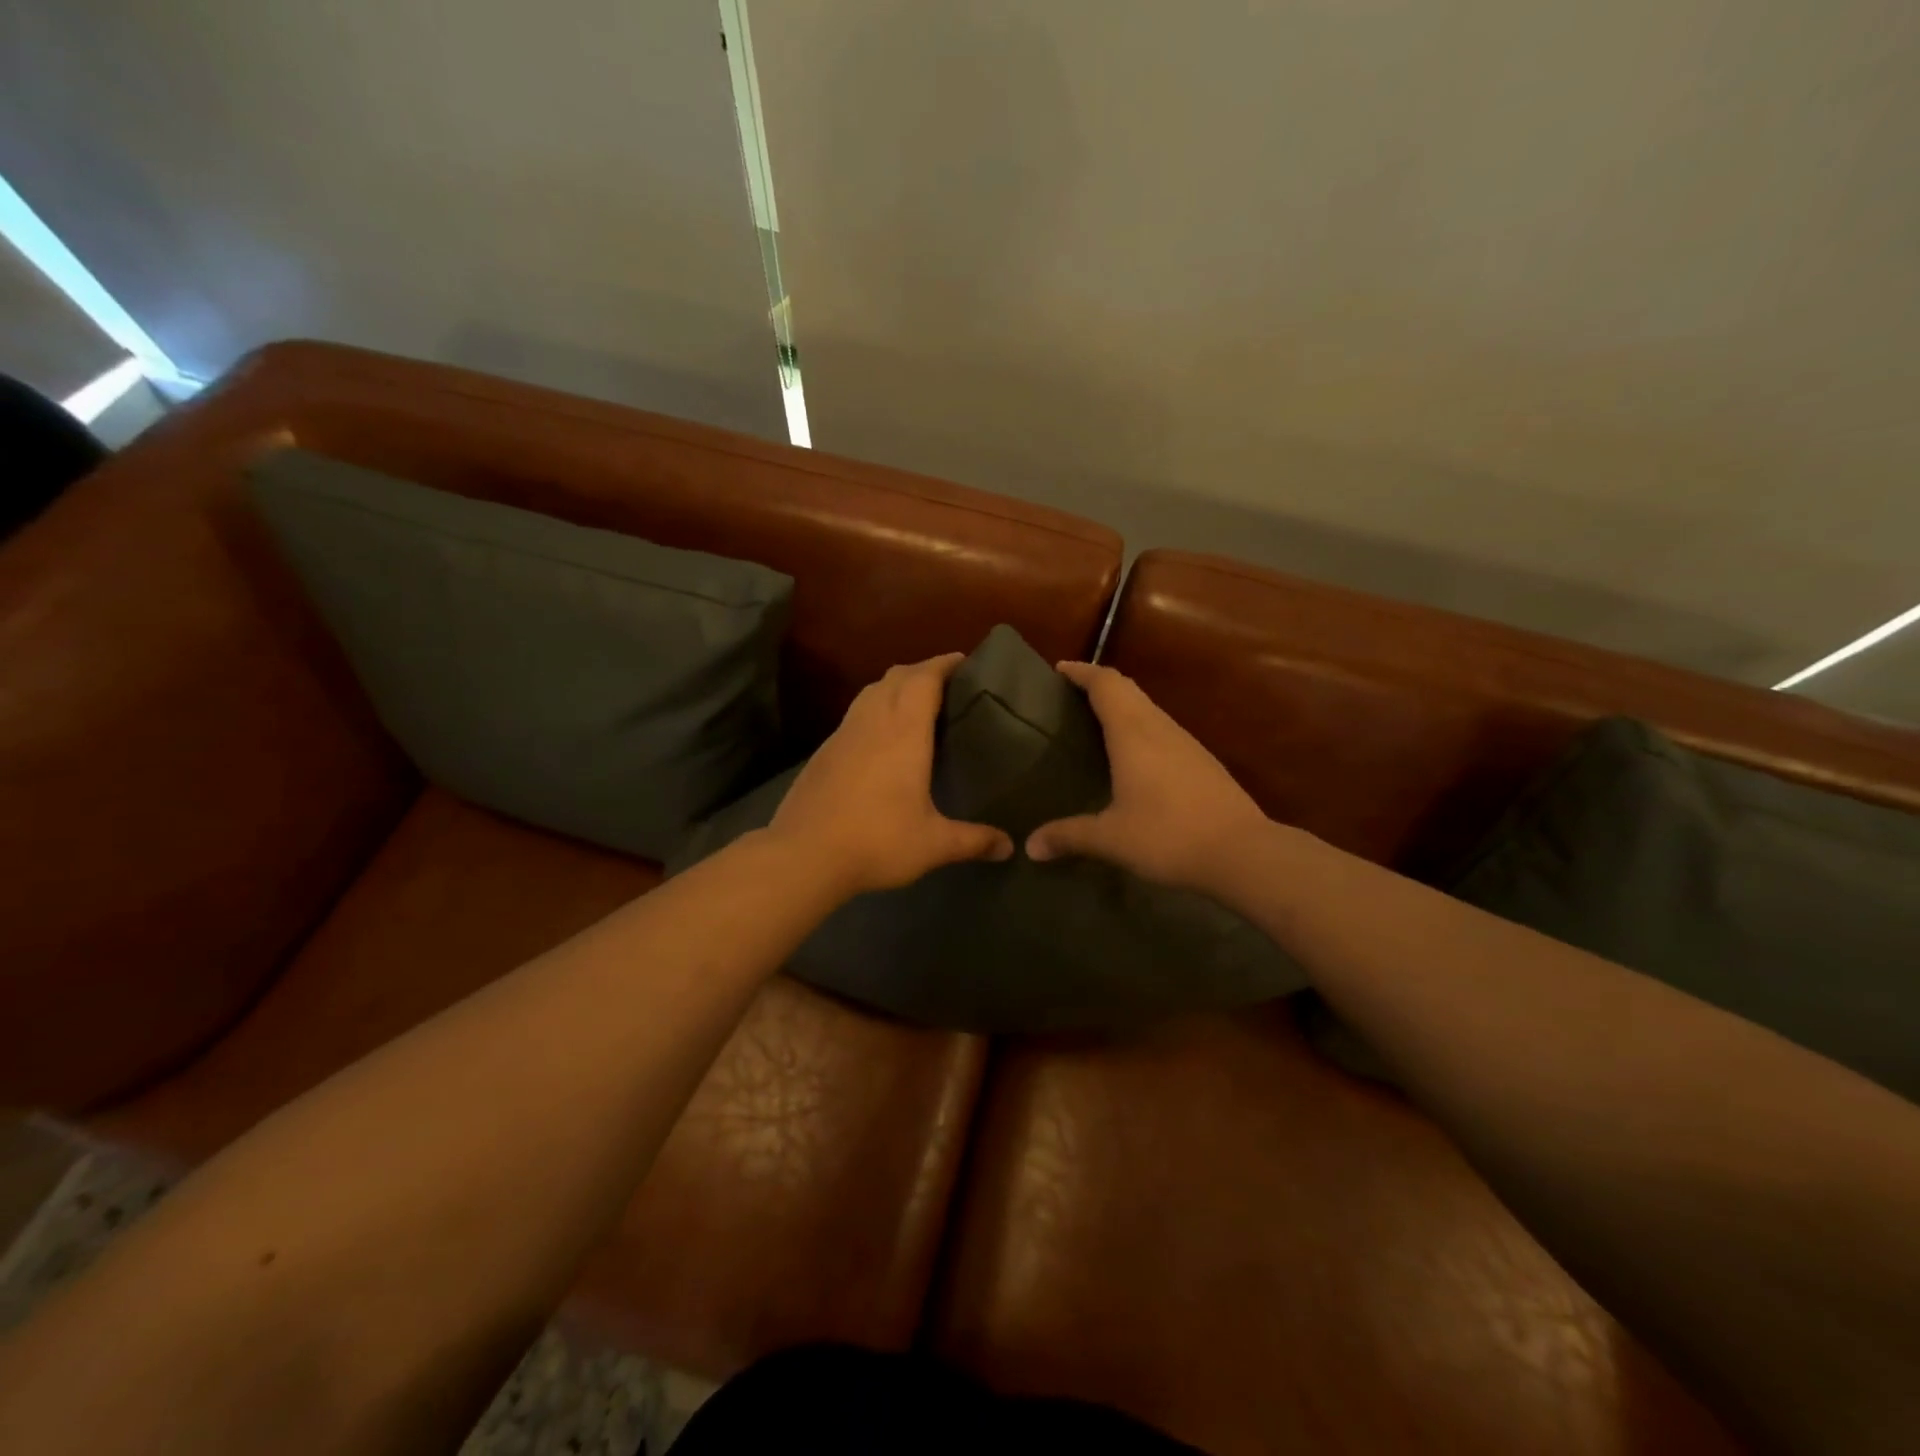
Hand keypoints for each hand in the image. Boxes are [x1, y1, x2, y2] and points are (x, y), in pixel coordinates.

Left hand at [767, 653, 1013, 895]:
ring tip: (917, 705)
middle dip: (923, 671)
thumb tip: (1010, 847)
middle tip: (948, 685)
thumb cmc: (876, 841)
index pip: (924, 678)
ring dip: (895, 687)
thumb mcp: (933, 845)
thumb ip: (974, 840)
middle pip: (896, 676)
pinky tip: (881, 739)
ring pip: (870, 692)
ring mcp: (842, 734)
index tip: (965, 662)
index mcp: (903, 732)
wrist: (803, 856)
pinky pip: (854, 715)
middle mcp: (871, 722)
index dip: (944, 664)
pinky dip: (874, 710)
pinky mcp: (823, 752)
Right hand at [1027, 661, 1268, 890]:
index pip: (1106, 684)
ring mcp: (1187, 743)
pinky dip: (1141, 728)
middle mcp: (1160, 728)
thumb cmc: (1168, 836)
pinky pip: (1163, 730)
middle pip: (1129, 690)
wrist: (1243, 853)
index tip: (1059, 669)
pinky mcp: (1203, 762)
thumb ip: (1068, 836)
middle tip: (1071, 695)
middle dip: (1099, 684)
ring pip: (1149, 709)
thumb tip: (1030, 847)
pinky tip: (1135, 757)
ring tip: (1097, 723)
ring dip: (1123, 706)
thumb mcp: (1111, 839)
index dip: (1082, 672)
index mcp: (1134, 734)